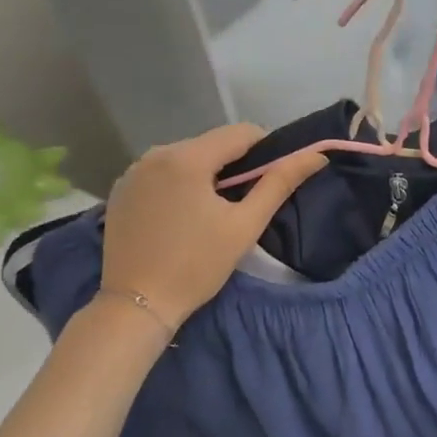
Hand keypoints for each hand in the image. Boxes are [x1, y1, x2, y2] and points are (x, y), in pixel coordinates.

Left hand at [99, 124, 324, 331]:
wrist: (137, 305)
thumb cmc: (197, 265)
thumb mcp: (245, 225)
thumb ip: (280, 184)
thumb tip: (315, 156)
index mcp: (187, 157)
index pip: (241, 132)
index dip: (266, 150)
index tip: (273, 180)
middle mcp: (155, 153)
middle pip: (211, 144)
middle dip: (235, 164)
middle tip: (247, 202)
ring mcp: (133, 171)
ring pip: (186, 157)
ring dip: (208, 174)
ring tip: (215, 211)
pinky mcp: (121, 190)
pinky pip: (162, 173)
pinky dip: (181, 184)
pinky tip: (184, 216)